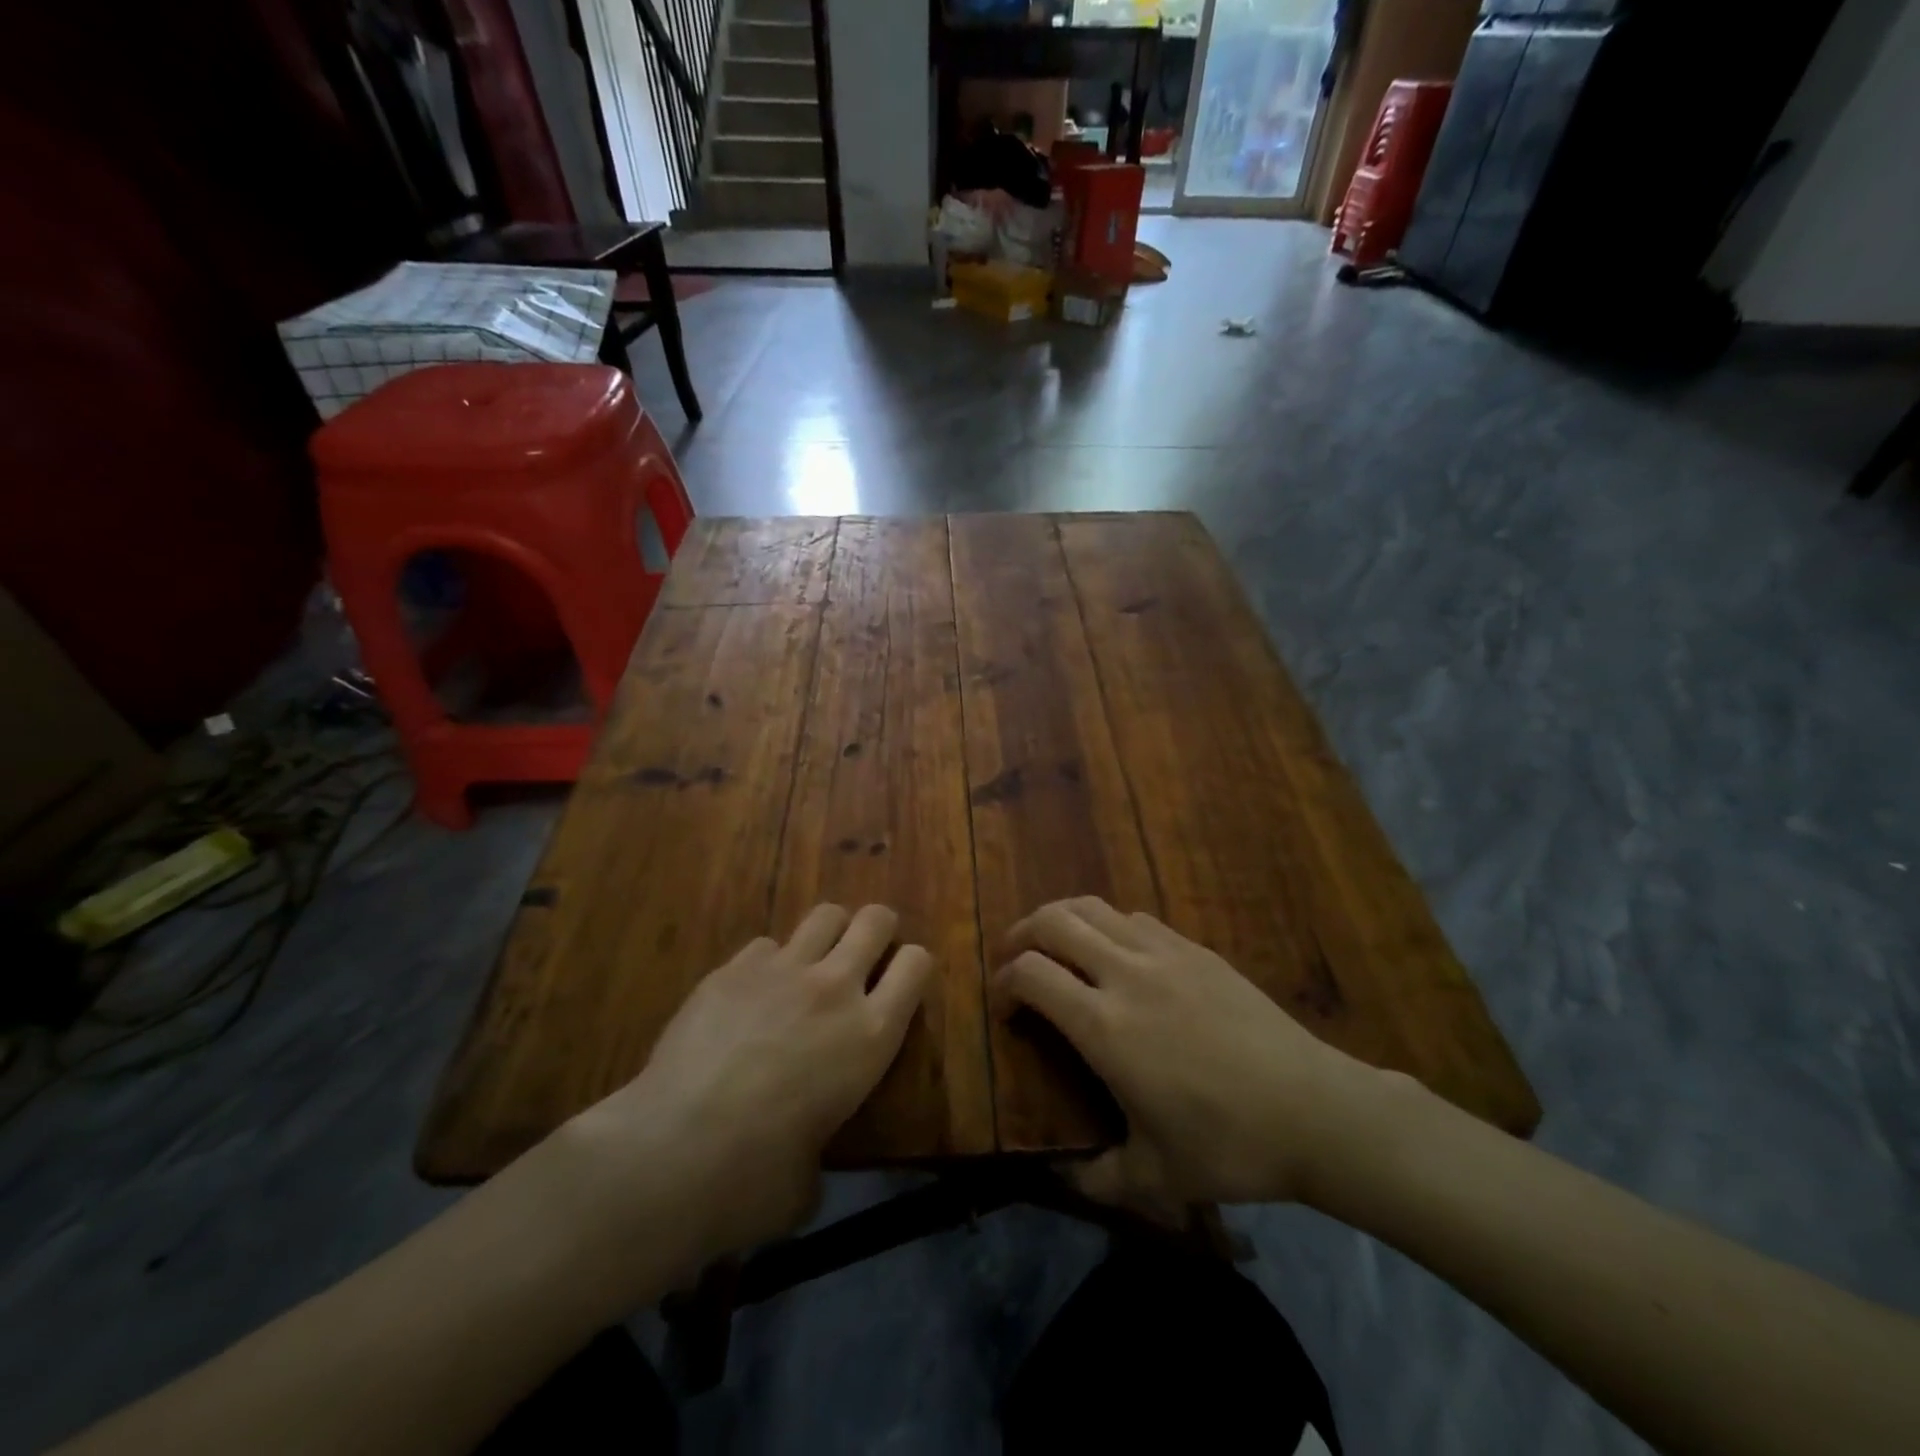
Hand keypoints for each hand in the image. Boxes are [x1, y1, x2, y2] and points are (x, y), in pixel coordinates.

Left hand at [561, 904, 930, 1273]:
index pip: (917, 965)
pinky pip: (765, 945)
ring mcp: (782, 970)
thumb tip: (801, 1165)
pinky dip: (767, 963)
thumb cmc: (756, 1178)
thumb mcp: (810, 1180)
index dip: (913, 966)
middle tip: (864, 954)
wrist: (675, 1149)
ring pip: (824, 915)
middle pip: (875, 921)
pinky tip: (749, 994)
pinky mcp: (732, 969)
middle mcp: (835, 988)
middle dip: (877, 929)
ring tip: (813, 961)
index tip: (902, 980)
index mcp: (871, 1034)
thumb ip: (819, 1151)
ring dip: (828, 933)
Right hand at [999, 897, 1387, 1210]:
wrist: (1315, 1109)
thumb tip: (1064, 1176)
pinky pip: (1136, 918)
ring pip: (1095, 908)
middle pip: (1055, 921)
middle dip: (1022, 933)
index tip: (1004, 1008)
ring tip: (1057, 944)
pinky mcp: (1197, 948)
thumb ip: (1099, 1177)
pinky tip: (1118, 953)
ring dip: (1063, 918)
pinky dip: (1109, 924)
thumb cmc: (1230, 1144)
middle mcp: (1126, 974)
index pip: (1031, 974)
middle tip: (1015, 957)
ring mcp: (1165, 953)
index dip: (1005, 983)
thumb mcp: (1158, 1177)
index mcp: (1104, 1026)